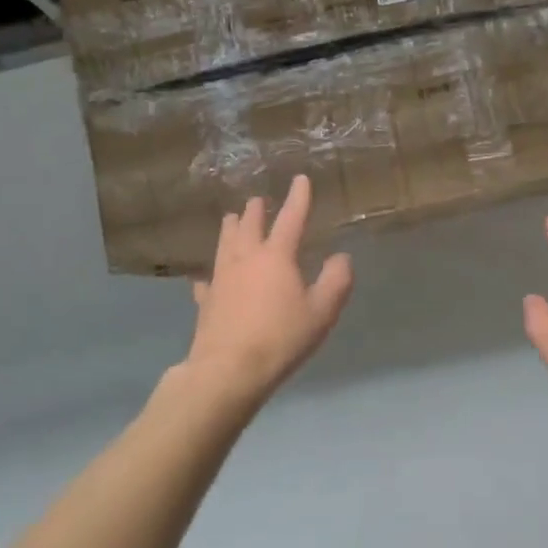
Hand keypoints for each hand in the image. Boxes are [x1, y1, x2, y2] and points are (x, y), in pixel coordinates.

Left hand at [181, 174, 353, 412]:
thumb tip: (341, 257)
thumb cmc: (281, 338)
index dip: (298, 197)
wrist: (229, 370)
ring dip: (231, 229)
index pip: (290, 218)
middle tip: (258, 200)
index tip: (300, 178)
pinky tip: (206, 277)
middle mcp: (245, 258)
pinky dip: (210, 274)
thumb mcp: (322, 311)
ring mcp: (221, 278)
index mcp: (276, 256)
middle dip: (256, 210)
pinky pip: (207, 280)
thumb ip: (336, 280)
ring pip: (225, 243)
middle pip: (249, 225)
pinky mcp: (206, 301)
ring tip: (231, 218)